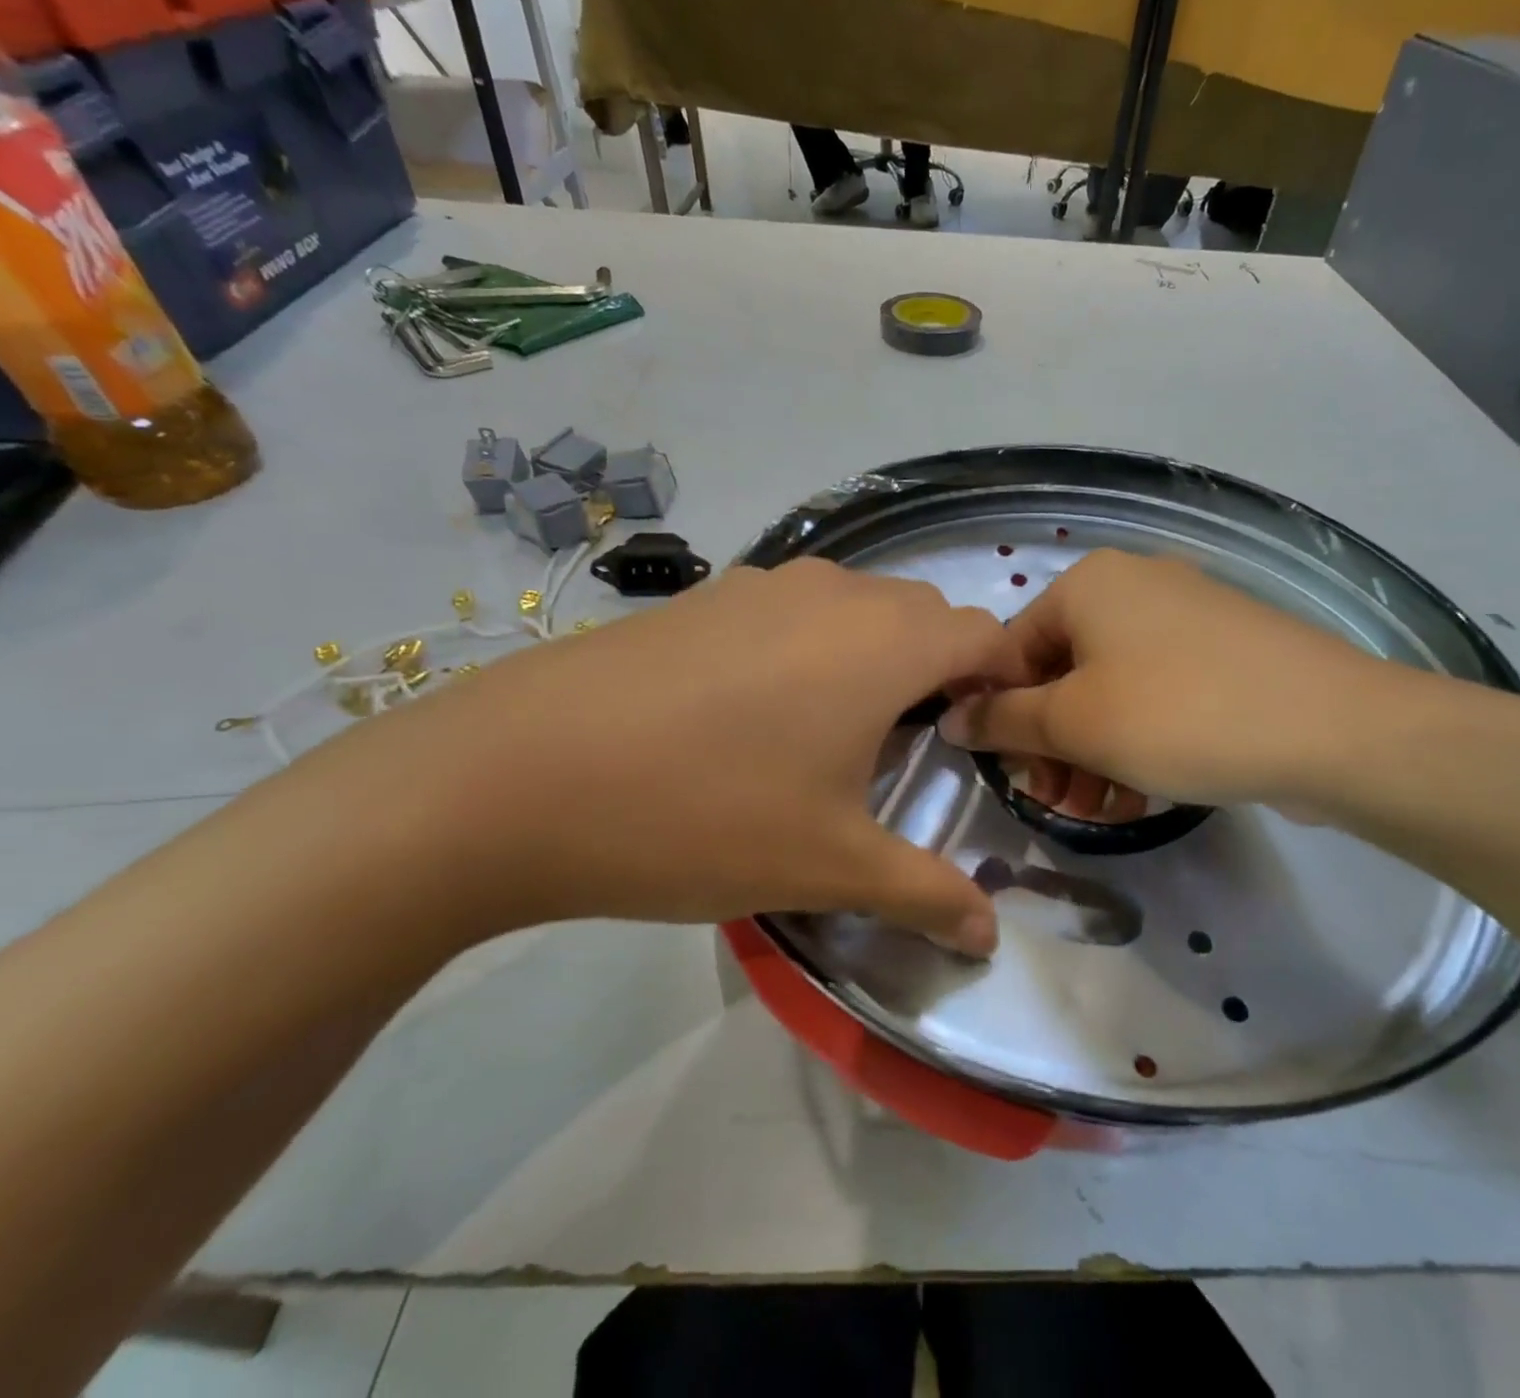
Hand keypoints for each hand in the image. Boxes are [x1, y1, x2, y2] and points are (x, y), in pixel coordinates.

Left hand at [307, 560, 1018, 954]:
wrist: (513, 777)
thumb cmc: (702, 816)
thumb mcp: (829, 866)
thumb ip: (925, 895)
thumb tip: (989, 937)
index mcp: (884, 643)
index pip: (984, 636)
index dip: (1003, 683)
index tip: (987, 739)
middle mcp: (834, 592)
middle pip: (926, 615)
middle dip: (945, 671)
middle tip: (922, 745)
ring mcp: (762, 585)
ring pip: (859, 606)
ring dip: (878, 654)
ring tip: (844, 729)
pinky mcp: (705, 597)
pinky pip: (795, 609)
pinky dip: (815, 645)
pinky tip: (763, 711)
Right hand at [938, 549, 1424, 819]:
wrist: (1332, 727)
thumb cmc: (1178, 715)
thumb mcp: (1074, 723)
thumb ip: (1003, 719)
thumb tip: (951, 718)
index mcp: (1088, 584)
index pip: (1011, 650)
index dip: (1001, 716)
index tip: (1011, 775)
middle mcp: (1133, 586)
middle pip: (1062, 673)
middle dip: (1052, 746)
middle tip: (1056, 802)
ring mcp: (1185, 617)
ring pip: (1110, 690)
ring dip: (1092, 754)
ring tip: (1098, 812)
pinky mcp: (1224, 652)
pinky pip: (1157, 695)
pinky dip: (1137, 742)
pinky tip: (1139, 796)